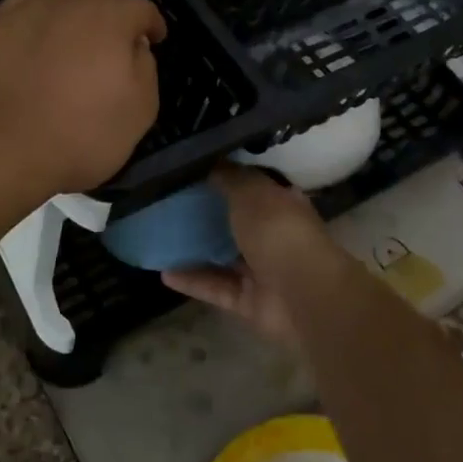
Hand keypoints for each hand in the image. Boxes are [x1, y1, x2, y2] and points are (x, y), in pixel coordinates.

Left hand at [0, 0, 166, 198]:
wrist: (4, 151)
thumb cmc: (82, 134)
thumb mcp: (140, 110)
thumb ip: (146, 67)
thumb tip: (134, 46)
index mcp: (110, 17)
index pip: (141, 8)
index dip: (151, 24)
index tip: (154, 40)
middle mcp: (70, 2)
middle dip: (113, 18)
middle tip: (114, 48)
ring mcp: (28, 10)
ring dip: (75, 14)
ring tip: (73, 42)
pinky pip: (26, 9)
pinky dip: (38, 20)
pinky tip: (37, 42)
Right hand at [161, 165, 337, 345]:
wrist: (303, 294)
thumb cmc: (278, 231)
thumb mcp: (250, 191)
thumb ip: (228, 177)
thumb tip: (210, 161)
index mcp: (279, 203)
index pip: (251, 185)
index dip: (225, 176)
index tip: (192, 170)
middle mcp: (271, 234)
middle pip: (234, 221)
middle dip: (206, 213)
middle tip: (167, 203)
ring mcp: (261, 270)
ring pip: (222, 256)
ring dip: (195, 249)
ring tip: (159, 237)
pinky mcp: (248, 300)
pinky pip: (215, 287)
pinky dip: (192, 281)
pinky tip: (163, 272)